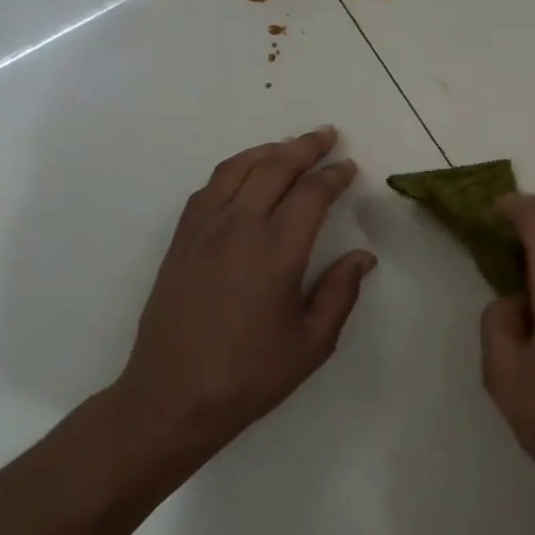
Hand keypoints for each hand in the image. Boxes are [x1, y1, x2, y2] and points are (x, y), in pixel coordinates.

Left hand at [107, 126, 375, 462]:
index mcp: (277, 251)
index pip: (312, 194)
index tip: (349, 168)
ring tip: (289, 146)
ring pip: (238, 169)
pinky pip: (209, 188)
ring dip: (268, 151)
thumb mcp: (312, 343)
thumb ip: (341, 293)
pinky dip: (234, 170)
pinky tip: (245, 175)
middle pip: (274, 167)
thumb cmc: (250, 375)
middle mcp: (239, 228)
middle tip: (327, 136)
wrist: (171, 398)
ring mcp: (204, 231)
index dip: (334, 175)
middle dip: (305, 147)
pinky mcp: (181, 241)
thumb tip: (362, 256)